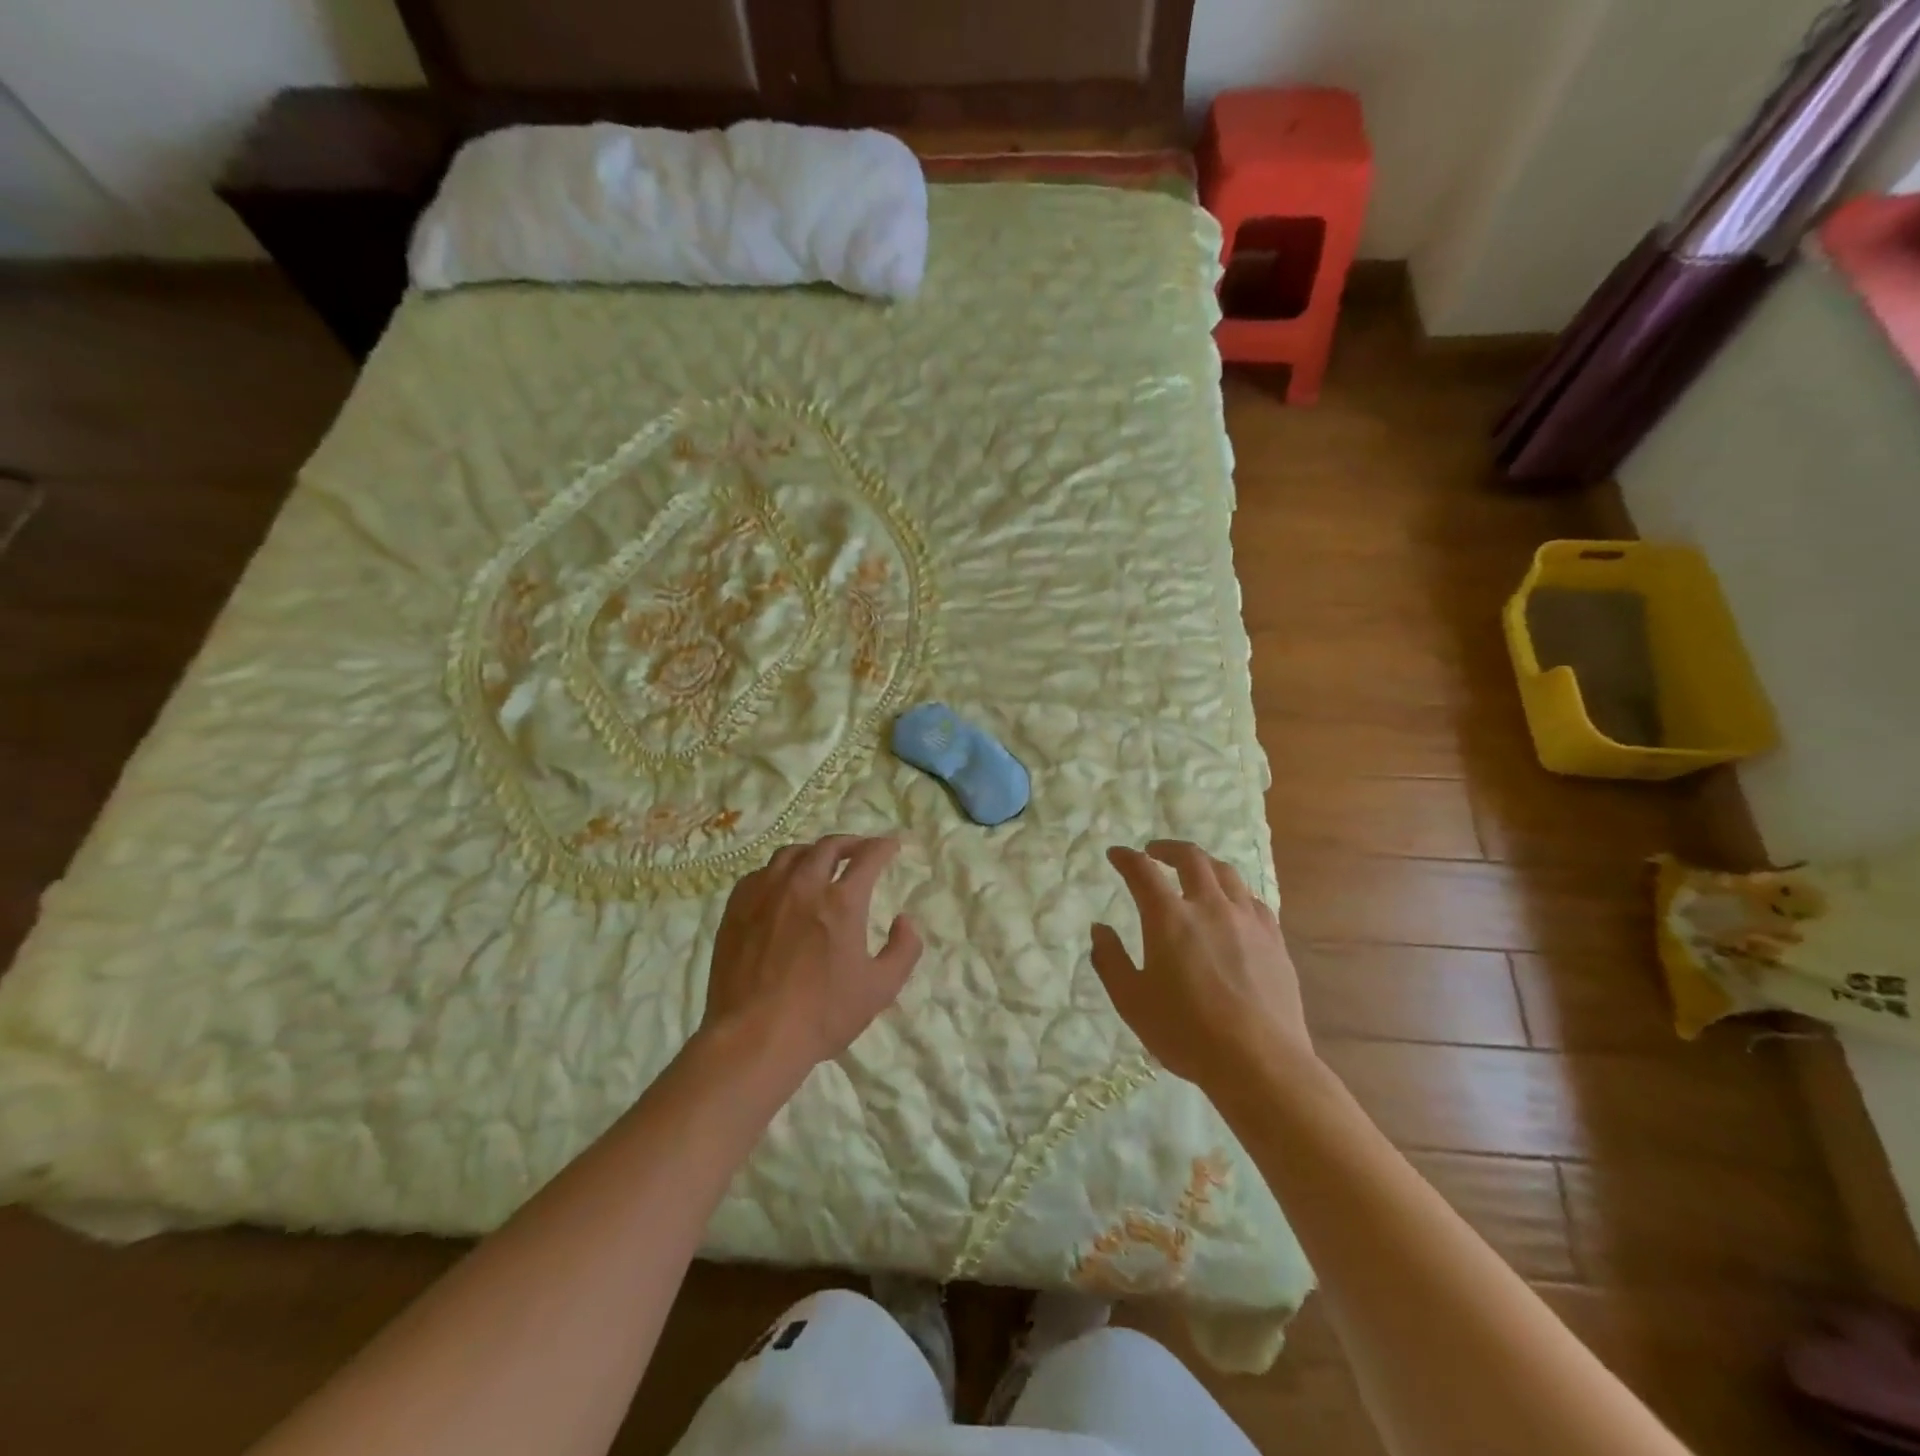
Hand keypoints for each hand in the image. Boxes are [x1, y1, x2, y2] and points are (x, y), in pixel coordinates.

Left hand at [702, 835, 922, 1081]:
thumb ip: (903, 949)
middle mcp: (803, 885)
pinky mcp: (737, 907)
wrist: (753, 1037)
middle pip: (828, 846)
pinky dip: (779, 871)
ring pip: (791, 853)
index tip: (891, 846)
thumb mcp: (880, 989)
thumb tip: (905, 919)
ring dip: (813, 853)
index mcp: (842, 901)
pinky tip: (781, 886)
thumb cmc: (822, 1015)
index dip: (883, 847)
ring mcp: (765, 893)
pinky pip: (760, 873)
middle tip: (859, 850)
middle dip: (850, 843)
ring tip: (820, 863)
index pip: (868, 857)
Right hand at [1091, 841, 1310, 1090]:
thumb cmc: (1186, 1033)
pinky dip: (1235, 892)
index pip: (1142, 871)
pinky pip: (1253, 900)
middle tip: (1154, 851)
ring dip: (1204, 864)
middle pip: (1191, 859)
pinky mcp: (1274, 940)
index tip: (1116, 854)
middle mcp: (1209, 907)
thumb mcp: (1131, 1001)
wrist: (1260, 1062)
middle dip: (1168, 848)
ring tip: (1194, 871)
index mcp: (1169, 919)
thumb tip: (1100, 929)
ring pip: (1227, 874)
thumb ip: (1110, 960)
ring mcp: (1247, 921)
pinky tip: (1232, 904)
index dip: (1126, 858)